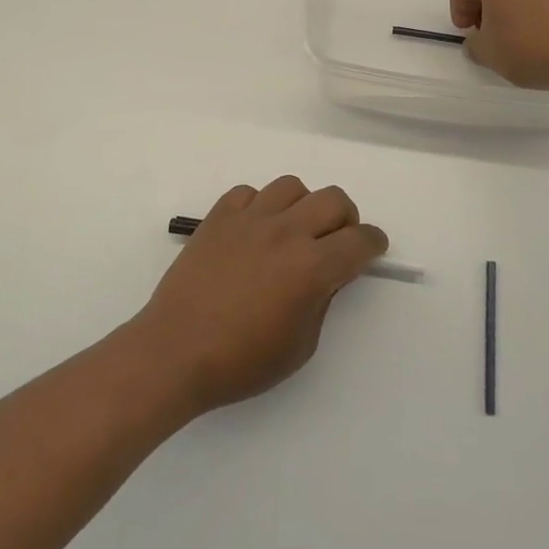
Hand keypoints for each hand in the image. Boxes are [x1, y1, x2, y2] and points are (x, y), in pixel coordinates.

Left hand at [129, 177, 388, 415]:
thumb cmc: (241, 361)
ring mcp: (249, 219)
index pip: (359, 240)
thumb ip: (321, 301)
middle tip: (336, 241)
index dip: (373, 243)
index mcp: (311, 267)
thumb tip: (326, 275)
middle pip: (333, 200)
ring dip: (303, 206)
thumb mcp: (300, 345)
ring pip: (292, 186)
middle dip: (346, 219)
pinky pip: (248, 193)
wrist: (175, 351)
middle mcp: (285, 232)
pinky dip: (260, 206)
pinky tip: (254, 230)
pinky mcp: (218, 217)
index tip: (372, 248)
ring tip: (293, 231)